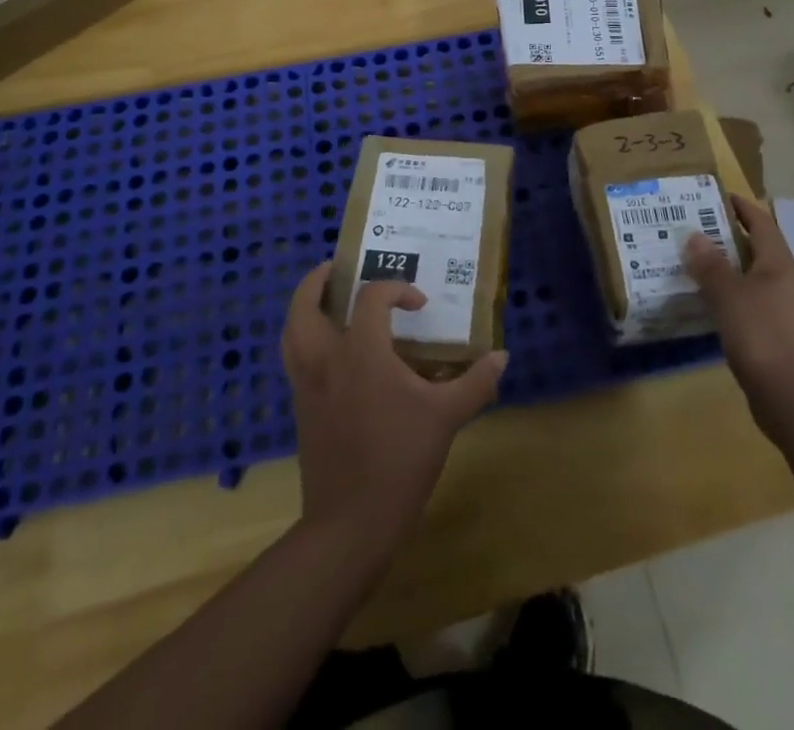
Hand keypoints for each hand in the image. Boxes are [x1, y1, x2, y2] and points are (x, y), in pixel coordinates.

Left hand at [280, 262, 507, 563]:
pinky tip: (327, 350)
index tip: (418, 305)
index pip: (371, 298)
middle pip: (305, 305)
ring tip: (324, 301)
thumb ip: (475, 383)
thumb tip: (502, 356)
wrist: (351, 523)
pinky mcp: (300, 408)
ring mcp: (307, 384)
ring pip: (290, 331)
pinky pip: (293, 358)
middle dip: (317, 281)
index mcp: (361, 352)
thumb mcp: (446, 418)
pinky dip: (303, 339)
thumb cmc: (400, 460)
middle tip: (337, 269)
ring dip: (303, 308)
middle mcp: (326, 359)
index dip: (395, 290)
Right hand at [683, 194, 793, 436]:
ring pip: (753, 276)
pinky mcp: (777, 334)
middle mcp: (785, 280)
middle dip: (728, 235)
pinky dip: (730, 294)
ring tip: (695, 263)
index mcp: (778, 263)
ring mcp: (784, 309)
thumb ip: (710, 264)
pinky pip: (751, 302)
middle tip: (694, 229)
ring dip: (727, 267)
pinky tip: (709, 302)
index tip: (714, 195)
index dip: (740, 206)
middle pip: (757, 247)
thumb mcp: (728, 295)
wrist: (793, 399)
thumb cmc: (761, 335)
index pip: (760, 221)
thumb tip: (695, 235)